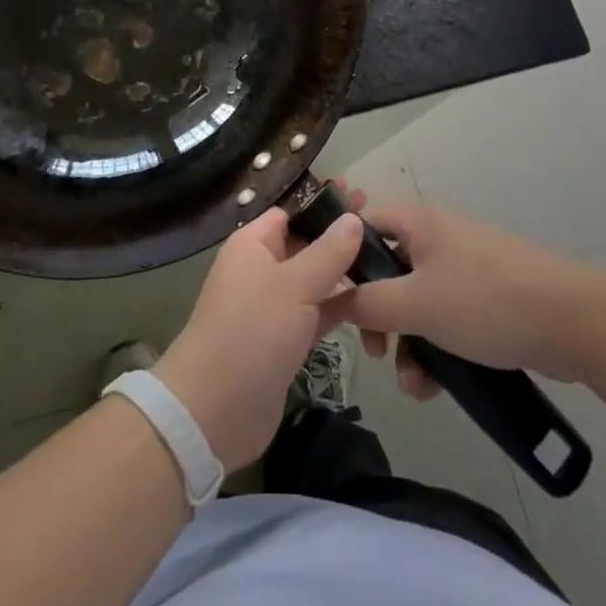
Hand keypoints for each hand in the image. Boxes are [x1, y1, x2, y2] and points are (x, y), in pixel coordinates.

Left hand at [153, 207, 364, 472]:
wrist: (216, 408)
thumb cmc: (252, 331)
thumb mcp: (294, 285)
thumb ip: (328, 252)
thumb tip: (352, 218)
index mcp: (254, 243)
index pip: (291, 211)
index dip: (324, 203)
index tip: (362, 197)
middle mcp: (262, 268)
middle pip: (306, 244)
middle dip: (340, 238)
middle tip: (385, 231)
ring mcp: (274, 305)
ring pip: (315, 280)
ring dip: (346, 275)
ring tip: (389, 264)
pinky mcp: (286, 339)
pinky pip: (318, 313)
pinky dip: (342, 309)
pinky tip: (374, 305)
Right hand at [338, 200, 605, 397]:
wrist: (576, 321)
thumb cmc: (485, 301)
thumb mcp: (417, 305)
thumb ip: (368, 303)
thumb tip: (331, 298)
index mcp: (419, 223)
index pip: (363, 223)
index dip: (342, 257)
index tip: (333, 298)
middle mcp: (439, 237)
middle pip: (388, 270)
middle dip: (379, 316)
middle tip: (377, 351)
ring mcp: (467, 267)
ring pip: (418, 301)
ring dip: (409, 343)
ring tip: (414, 385)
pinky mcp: (489, 298)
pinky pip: (447, 318)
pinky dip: (437, 348)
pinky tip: (437, 387)